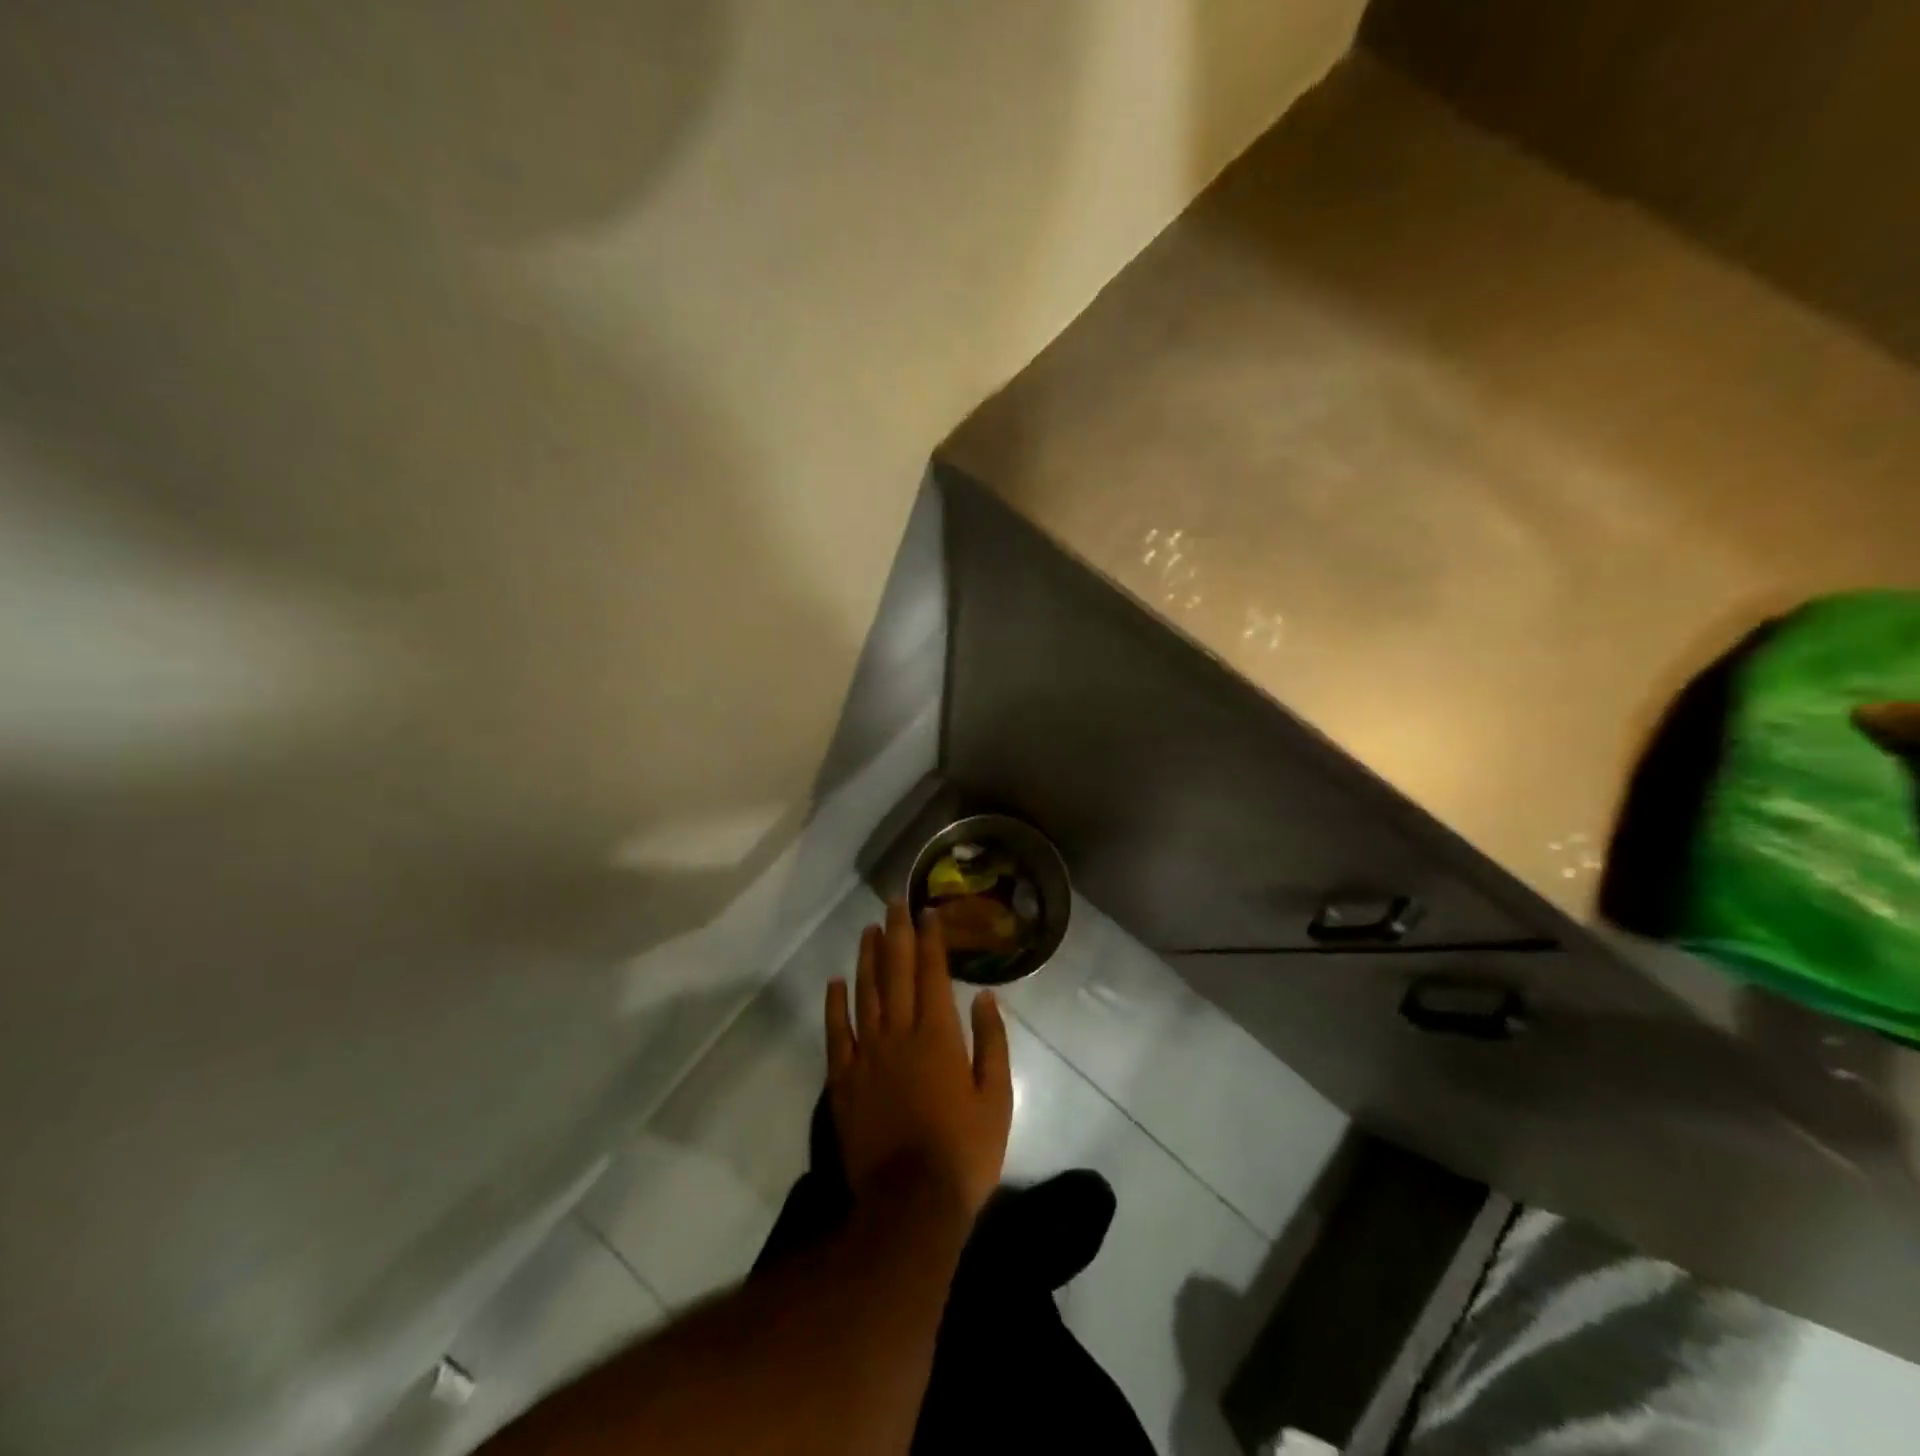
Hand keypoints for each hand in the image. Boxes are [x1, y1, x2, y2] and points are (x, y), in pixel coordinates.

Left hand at [825, 900, 1013, 1220]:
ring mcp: (866, 1056)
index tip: (927, 912)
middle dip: (896, 934)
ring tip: (869, 929)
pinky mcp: (843, 1080)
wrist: (910, 1205)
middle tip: (893, 902)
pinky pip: (836, 1033)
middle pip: (895, 972)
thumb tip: (984, 996)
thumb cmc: (963, 1152)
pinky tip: (836, 981)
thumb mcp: (996, 1098)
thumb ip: (991, 1042)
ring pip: (865, 994)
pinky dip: (835, 1004)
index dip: (930, 940)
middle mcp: (899, 1034)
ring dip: (867, 958)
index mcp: (938, 1036)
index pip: (932, 974)